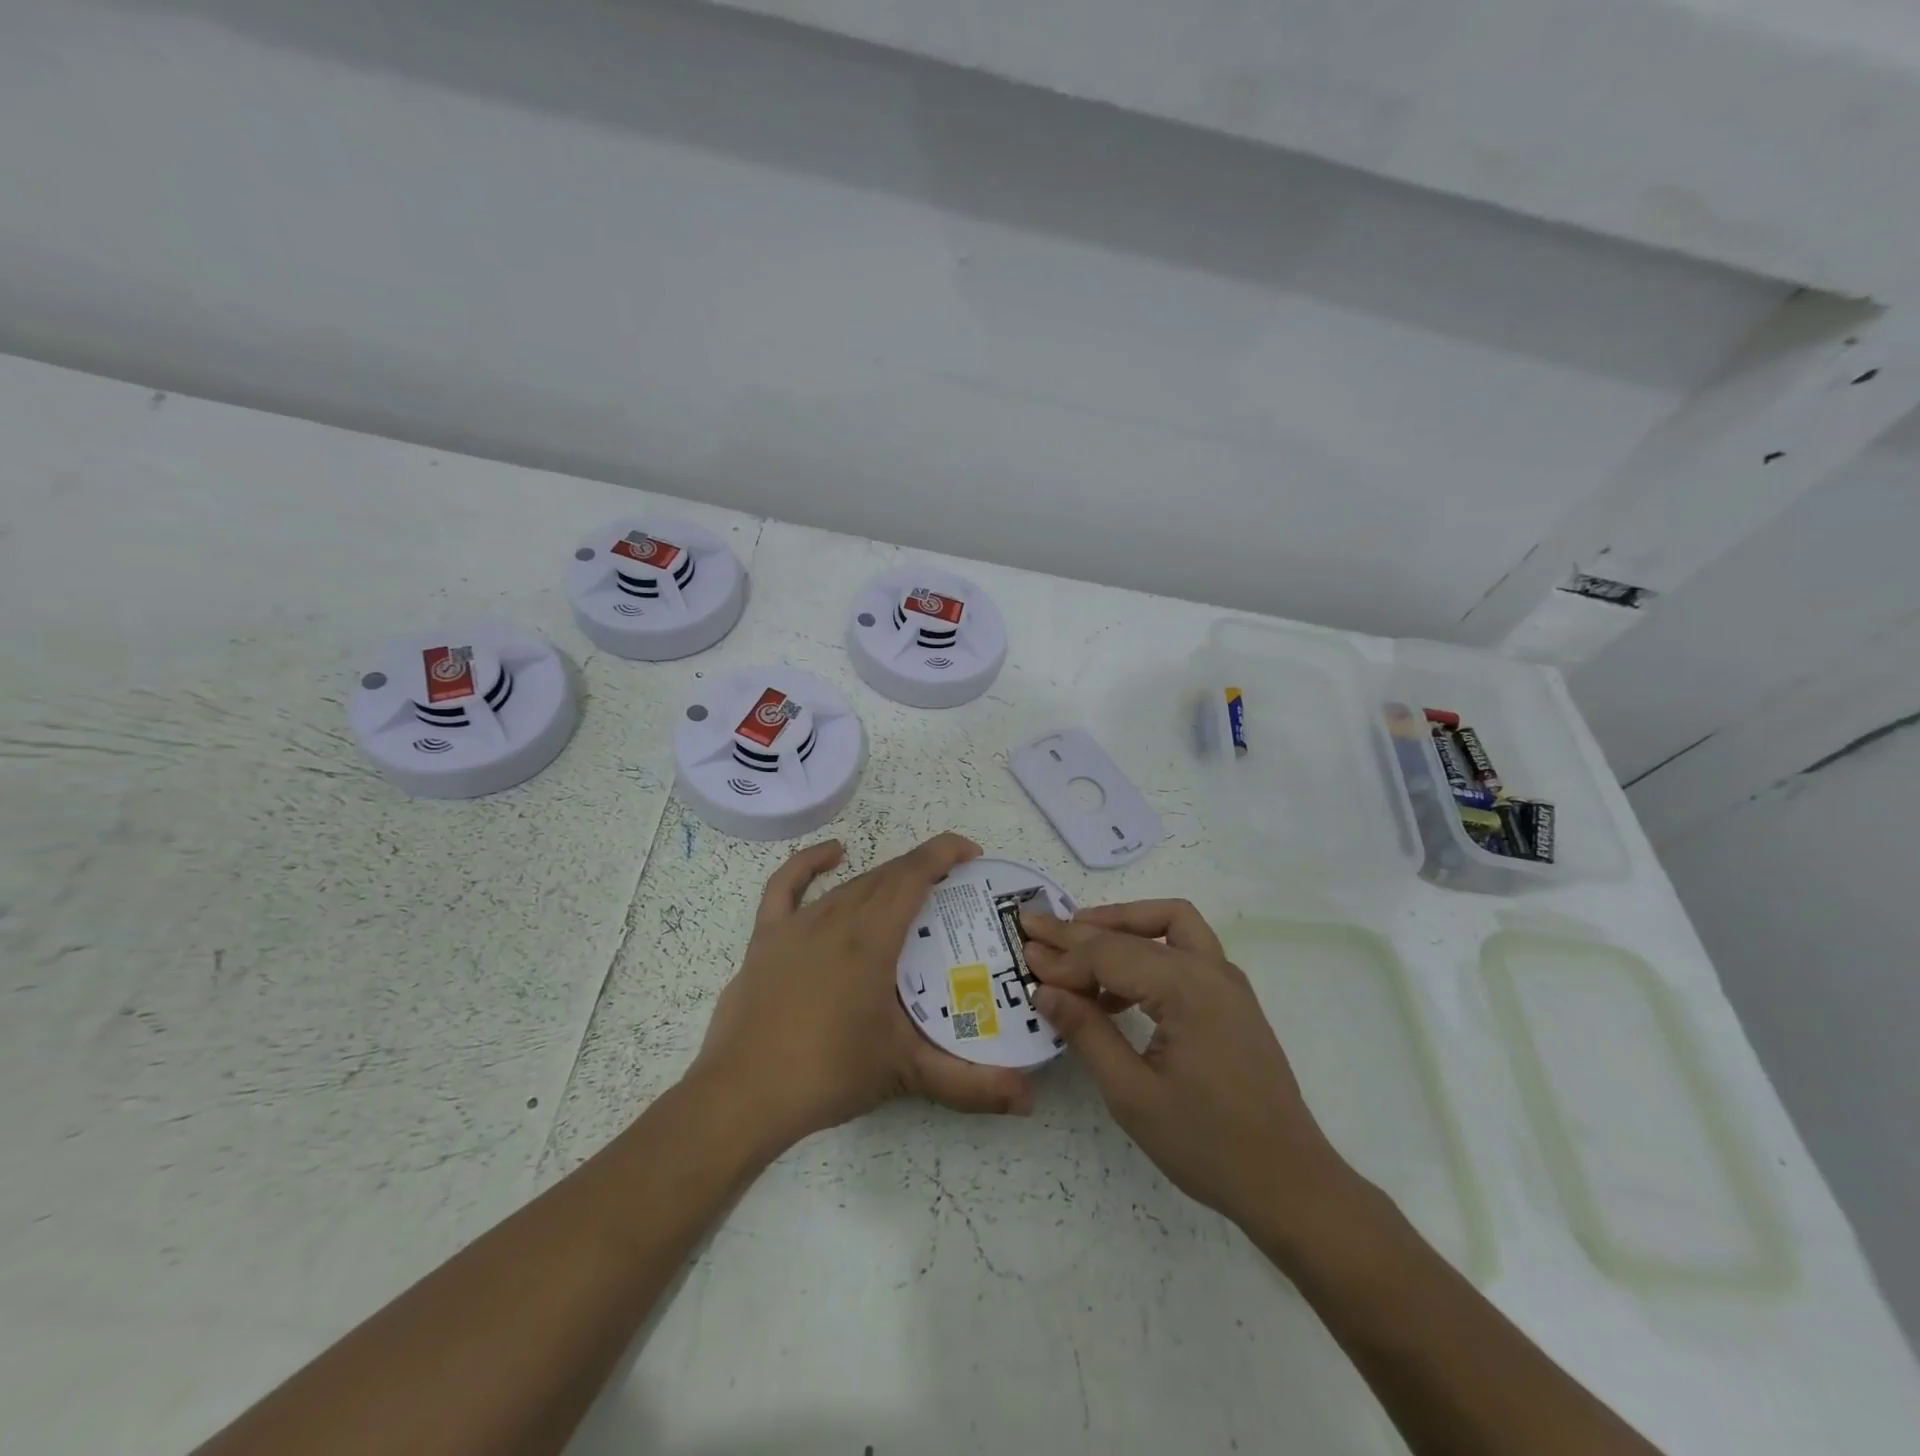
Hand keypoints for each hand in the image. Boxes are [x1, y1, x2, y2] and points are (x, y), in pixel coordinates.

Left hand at [693, 833, 1034, 1152]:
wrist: (744, 1096)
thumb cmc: (829, 1074)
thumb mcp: (905, 1073)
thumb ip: (971, 1084)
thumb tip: (1029, 1099)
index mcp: (872, 937)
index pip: (914, 875)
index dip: (945, 853)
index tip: (972, 853)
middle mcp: (837, 917)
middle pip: (887, 877)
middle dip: (923, 871)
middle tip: (953, 890)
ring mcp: (798, 923)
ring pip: (851, 884)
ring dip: (884, 879)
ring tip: (910, 892)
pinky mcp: (767, 936)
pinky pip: (787, 885)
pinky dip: (810, 862)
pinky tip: (833, 853)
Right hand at [1021, 900, 1354, 1237]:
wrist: (1290, 1184)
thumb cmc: (1207, 1144)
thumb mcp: (1132, 1094)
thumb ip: (1087, 1032)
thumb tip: (1045, 991)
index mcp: (1187, 988)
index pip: (1110, 954)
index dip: (1063, 956)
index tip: (1023, 953)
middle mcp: (1211, 970)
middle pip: (1138, 929)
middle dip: (1084, 928)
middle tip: (1038, 926)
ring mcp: (1227, 983)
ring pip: (1170, 925)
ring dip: (1122, 927)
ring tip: (1076, 948)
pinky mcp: (1232, 1001)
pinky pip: (1184, 954)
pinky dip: (1146, 953)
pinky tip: (1116, 991)